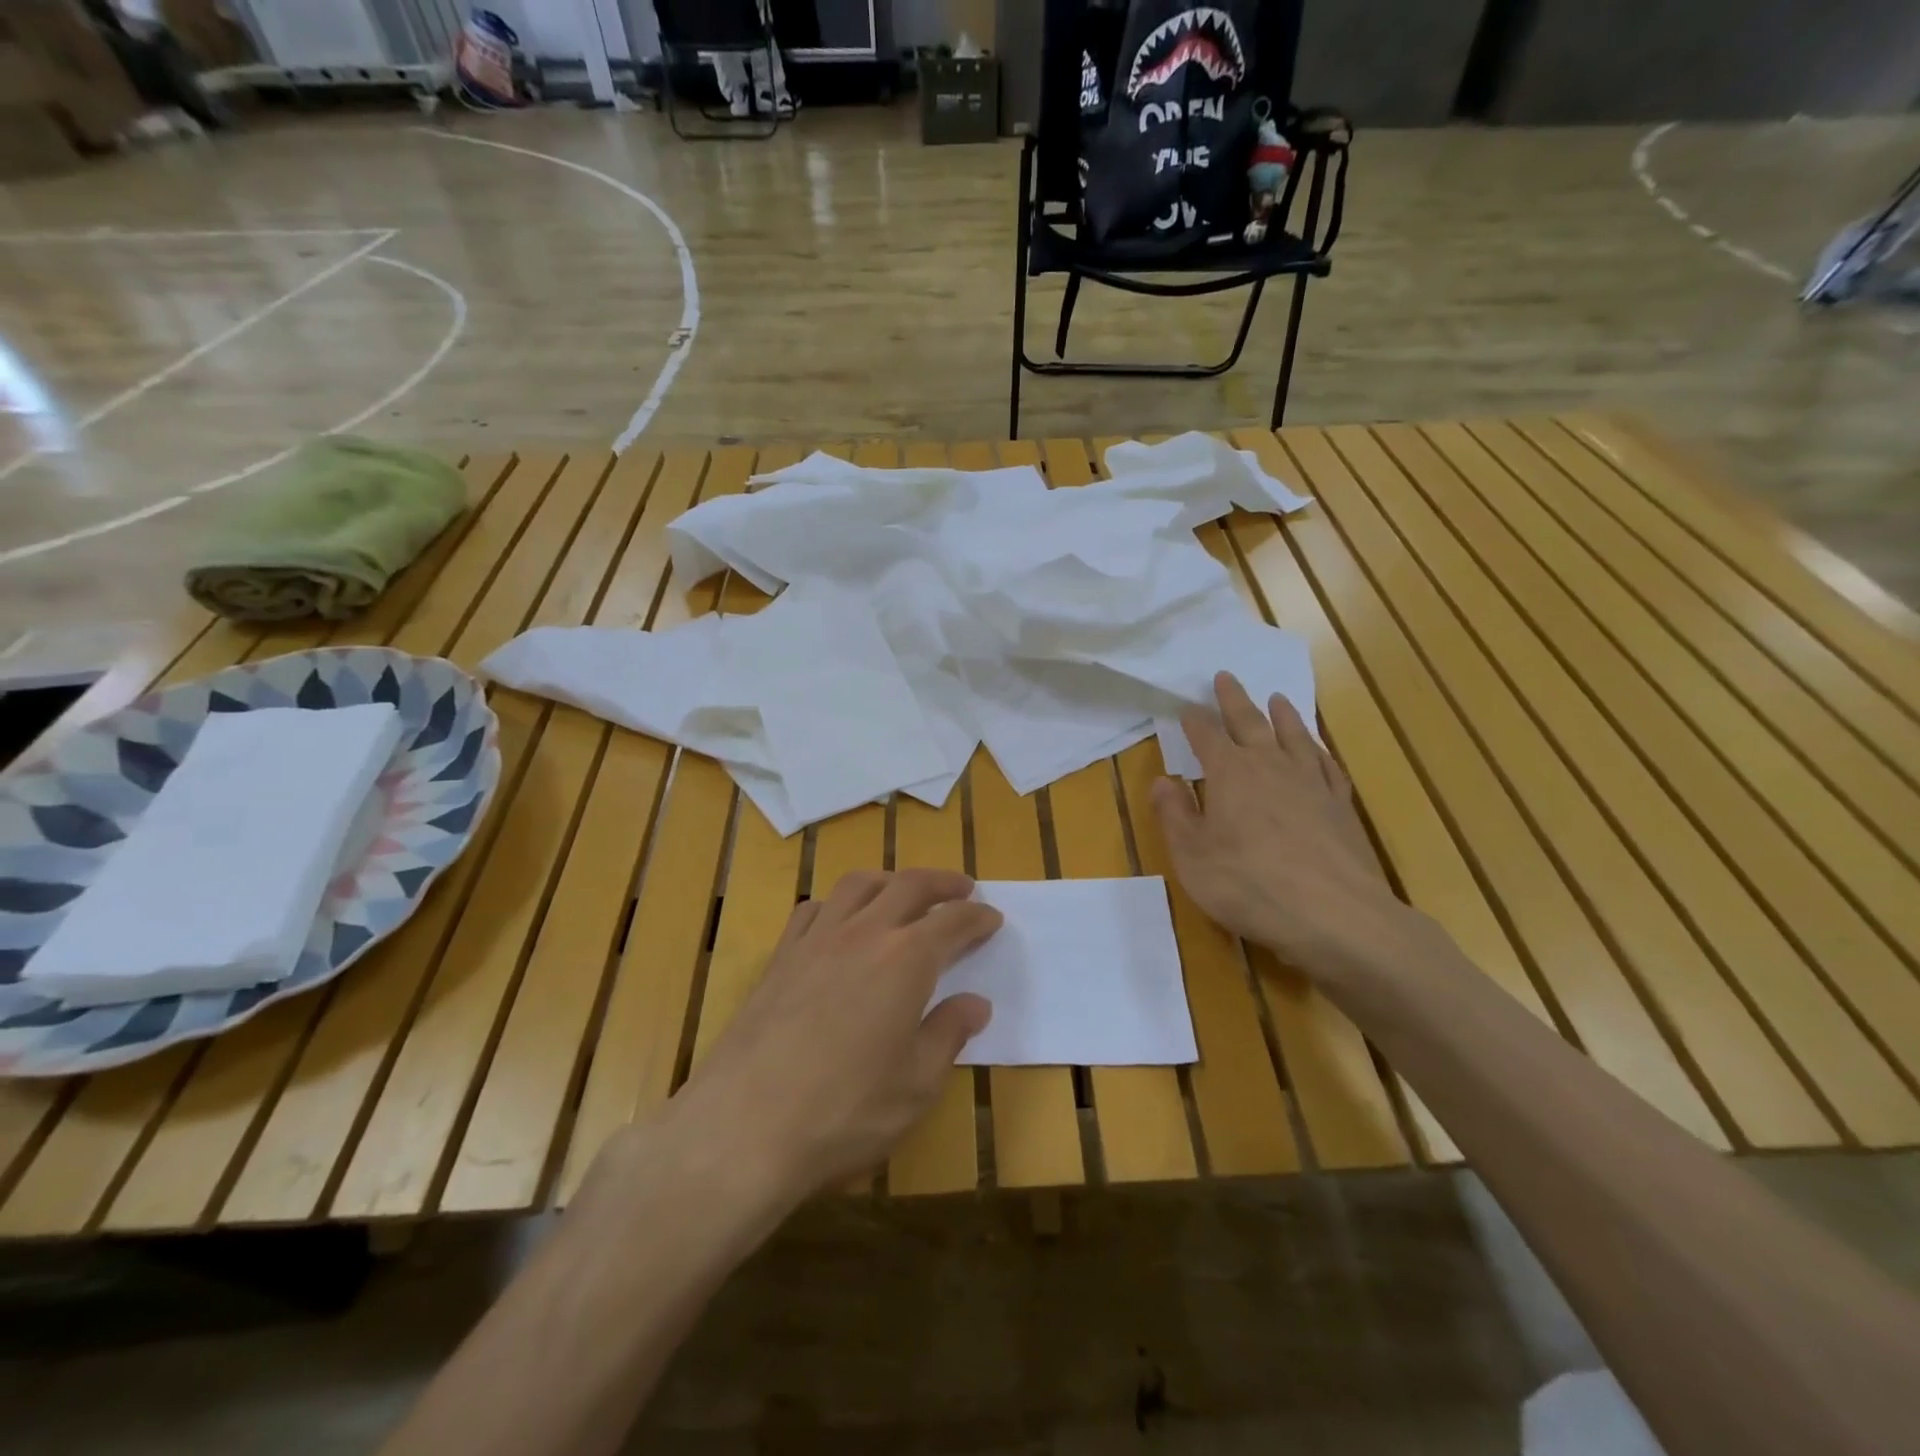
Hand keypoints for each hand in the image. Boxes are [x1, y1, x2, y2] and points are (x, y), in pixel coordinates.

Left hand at [675, 868, 1000, 1203]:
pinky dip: (839, 903)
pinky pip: (815, 909)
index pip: (953, 922)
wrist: (745, 1125)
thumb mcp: (916, 1085)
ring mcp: (817, 939)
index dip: (977, 917)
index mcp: (907, 959)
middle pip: (909, 886)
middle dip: (942, 882)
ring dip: (890, 880)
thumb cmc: (845, 1111)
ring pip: (859, 885)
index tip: (992, 917)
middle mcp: (864, 933)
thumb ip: (948, 1034)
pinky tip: (841, 920)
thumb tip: (975, 1003)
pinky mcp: (781, 956)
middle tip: (962, 888)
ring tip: (904, 892)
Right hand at [1152, 672, 1411, 983]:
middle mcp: (1271, 766)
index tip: (1185, 707)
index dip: (1194, 720)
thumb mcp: (1192, 856)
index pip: (1207, 736)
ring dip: (1282, 715)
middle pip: (1250, 722)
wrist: (1335, 914)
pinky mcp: (1340, 805)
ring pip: (1294, 735)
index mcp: (1230, 774)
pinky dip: (1317, 750)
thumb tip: (1161, 780)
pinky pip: (1326, 764)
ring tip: (1277, 698)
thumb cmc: (1250, 885)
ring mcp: (1311, 782)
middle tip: (1226, 677)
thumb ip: (1174, 814)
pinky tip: (1317, 750)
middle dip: (1234, 699)